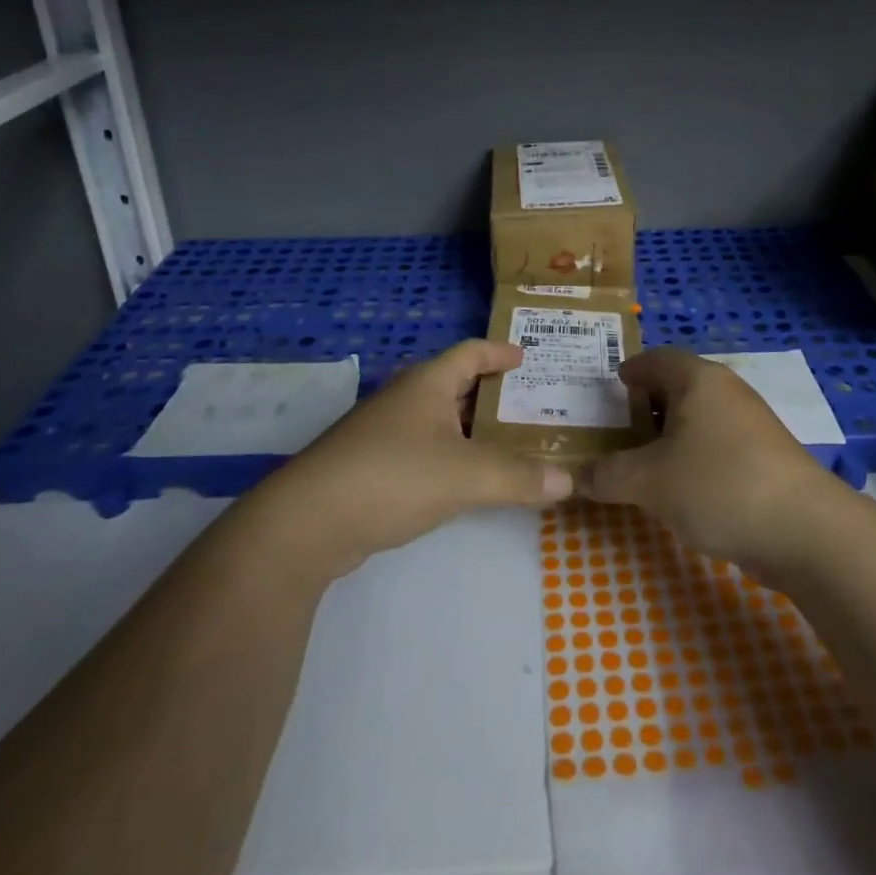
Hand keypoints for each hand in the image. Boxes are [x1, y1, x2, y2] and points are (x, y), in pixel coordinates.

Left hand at [254, 339, 574, 578]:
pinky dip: (451, 456)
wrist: (307, 522)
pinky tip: (468, 479)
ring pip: (439, 420)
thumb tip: (569, 482)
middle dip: (493, 393)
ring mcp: (384, 432)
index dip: (500, 352)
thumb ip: (519, 477)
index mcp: (428, 383)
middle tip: (532, 405)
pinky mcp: (371, 466)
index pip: (471, 352)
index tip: (527, 357)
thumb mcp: (466, 475)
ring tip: (510, 443)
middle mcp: (405, 398)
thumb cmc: (393, 476)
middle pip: (456, 384)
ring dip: (472, 429)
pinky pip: (424, 449)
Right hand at [583, 348, 836, 574]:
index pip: (656, 359)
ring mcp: (751, 426)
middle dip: (644, 406)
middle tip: (611, 428)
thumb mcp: (649, 481)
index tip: (610, 385)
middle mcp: (727, 393)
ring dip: (667, 437)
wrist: (805, 532)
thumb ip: (607, 475)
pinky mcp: (764, 460)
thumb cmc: (719, 485)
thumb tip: (575, 477)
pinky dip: (690, 458)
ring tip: (637, 461)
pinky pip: (714, 446)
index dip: (631, 369)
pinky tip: (676, 488)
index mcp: (698, 380)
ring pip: (697, 420)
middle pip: (677, 388)